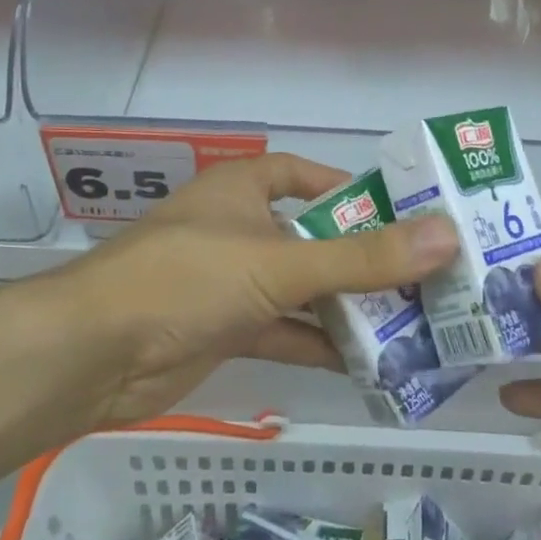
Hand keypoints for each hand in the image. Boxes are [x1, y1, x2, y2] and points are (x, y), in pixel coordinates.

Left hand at [58, 154, 458, 429]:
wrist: (93, 355)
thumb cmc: (187, 278)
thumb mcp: (279, 263)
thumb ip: (361, 257)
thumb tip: (447, 236)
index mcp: (242, 189)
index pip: (302, 175)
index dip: (346, 190)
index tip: (399, 213)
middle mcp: (237, 229)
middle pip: (310, 237)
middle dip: (360, 258)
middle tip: (424, 276)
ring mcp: (230, 283)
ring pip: (300, 289)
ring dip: (345, 307)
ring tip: (411, 323)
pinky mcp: (224, 330)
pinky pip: (284, 331)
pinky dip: (318, 345)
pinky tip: (367, 365)